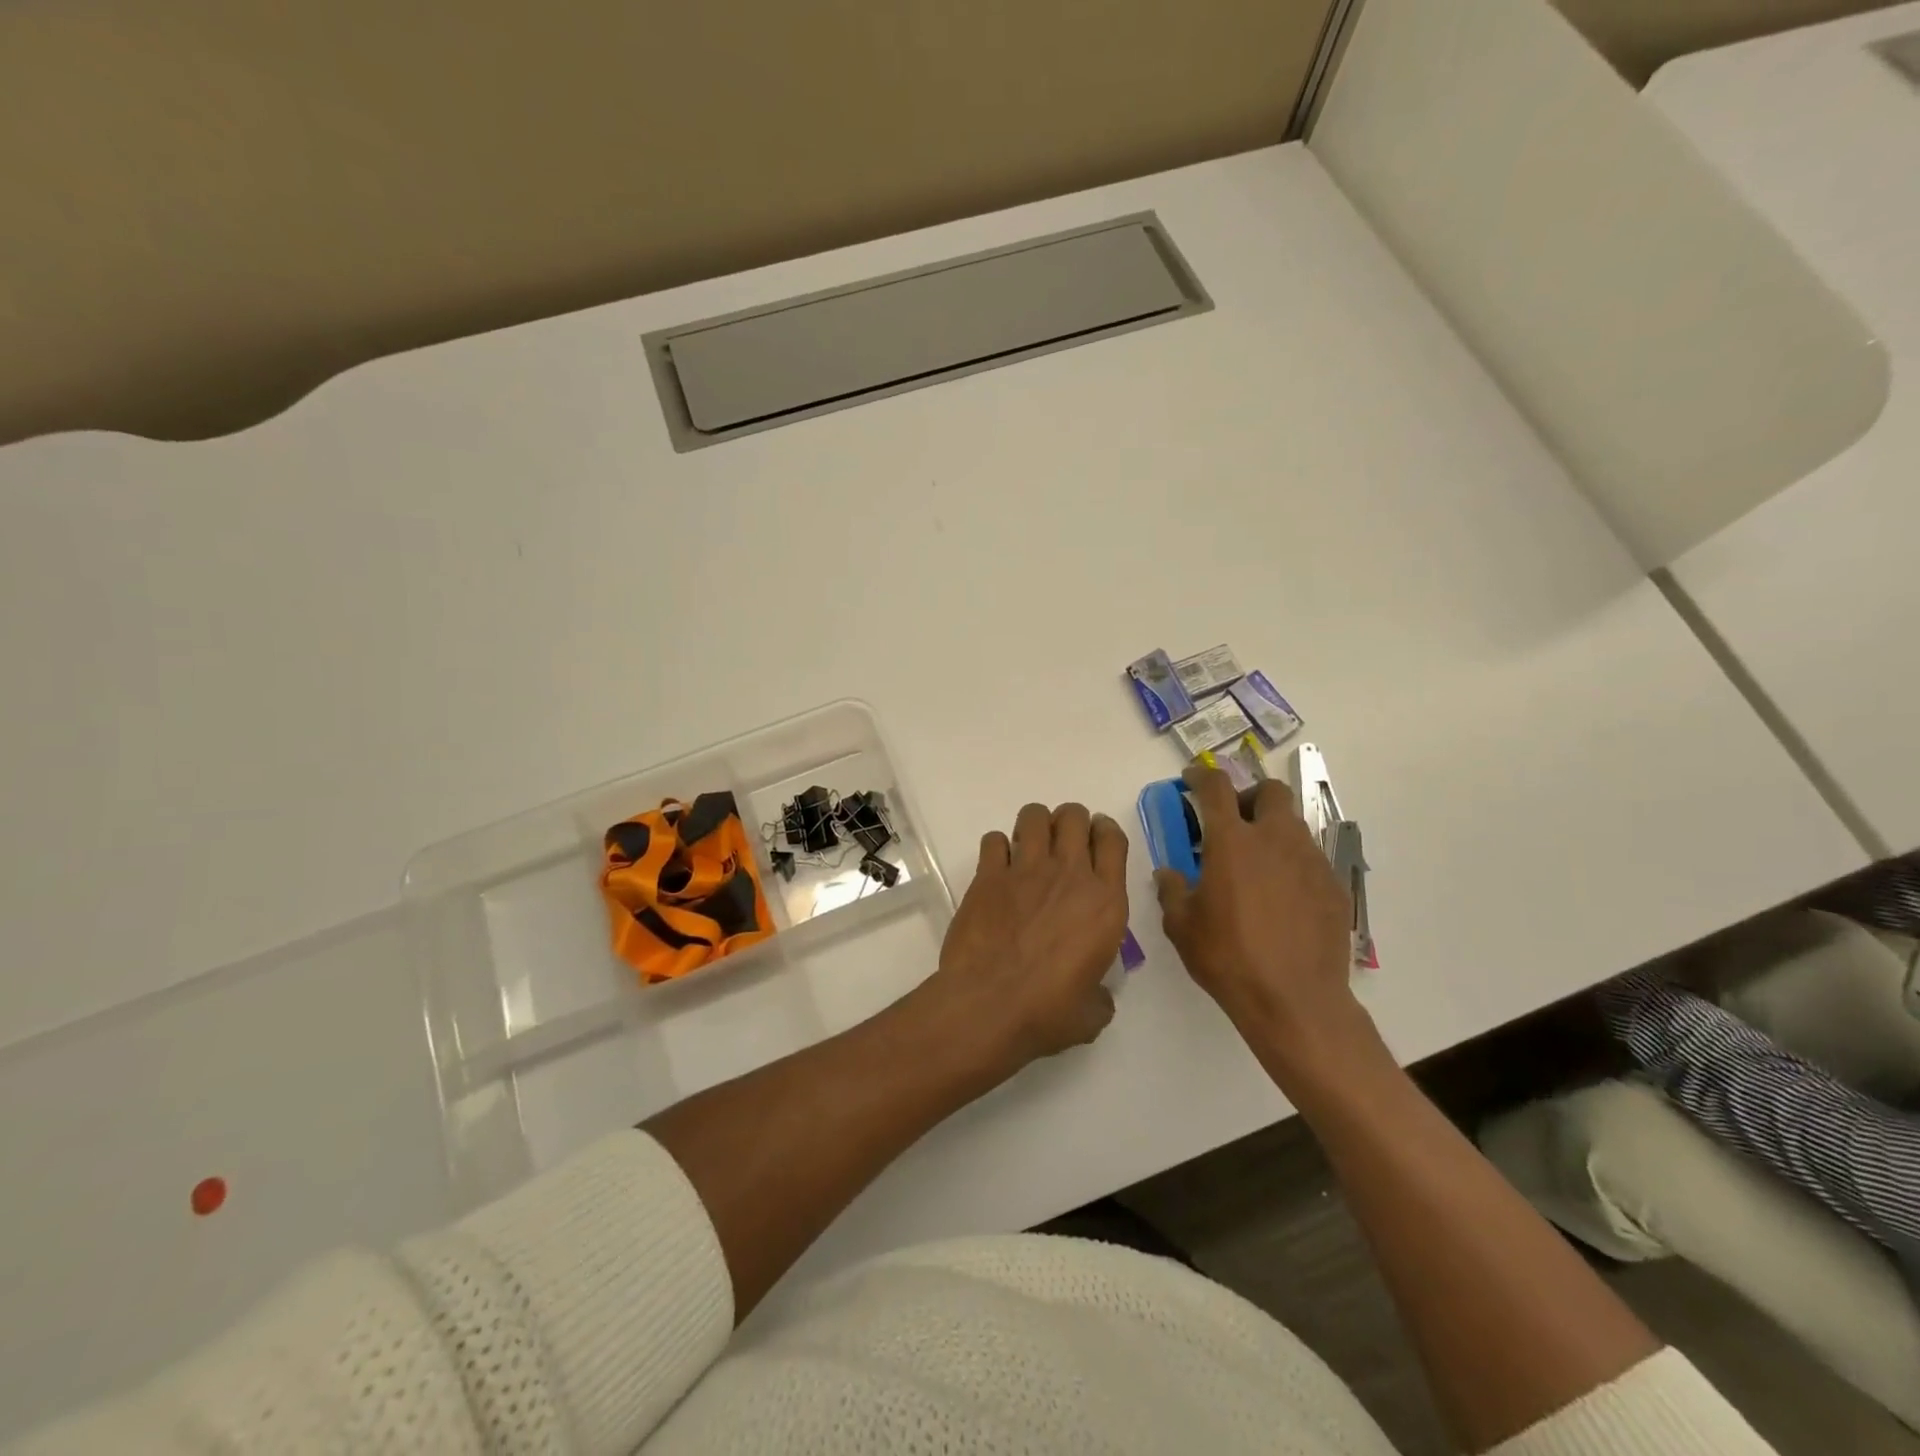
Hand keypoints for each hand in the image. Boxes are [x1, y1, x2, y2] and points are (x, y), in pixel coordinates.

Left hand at [920, 802, 1129, 1079]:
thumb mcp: (1093, 1012)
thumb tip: (1094, 991)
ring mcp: (1025, 870)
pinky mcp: (988, 876)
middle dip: (1069, 822)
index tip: (1097, 841)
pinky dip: (997, 848)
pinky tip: (997, 869)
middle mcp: (1069, 875)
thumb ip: (1100, 992)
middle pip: (1073, 815)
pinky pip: (994, 840)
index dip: (1105, 832)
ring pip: (1034, 815)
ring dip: (1035, 826)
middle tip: (1062, 847)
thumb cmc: (1048, 1013)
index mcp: (1105, 902)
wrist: (989, 1007)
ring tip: (1030, 849)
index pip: (1113, 840)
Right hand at [1155, 767, 1359, 1054]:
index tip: (1192, 780)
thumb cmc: (1228, 958)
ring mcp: (1310, 861)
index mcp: (1232, 841)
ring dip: (1271, 830)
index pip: (1216, 787)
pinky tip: (1281, 897)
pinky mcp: (1333, 886)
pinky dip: (1291, 863)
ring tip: (1256, 865)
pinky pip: (1310, 858)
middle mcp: (1275, 839)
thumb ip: (1172, 890)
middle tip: (1233, 822)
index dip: (1201, 776)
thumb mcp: (1182, 926)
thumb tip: (1170, 873)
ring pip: (1292, 825)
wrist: (1295, 1001)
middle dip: (1249, 796)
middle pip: (1269, 791)